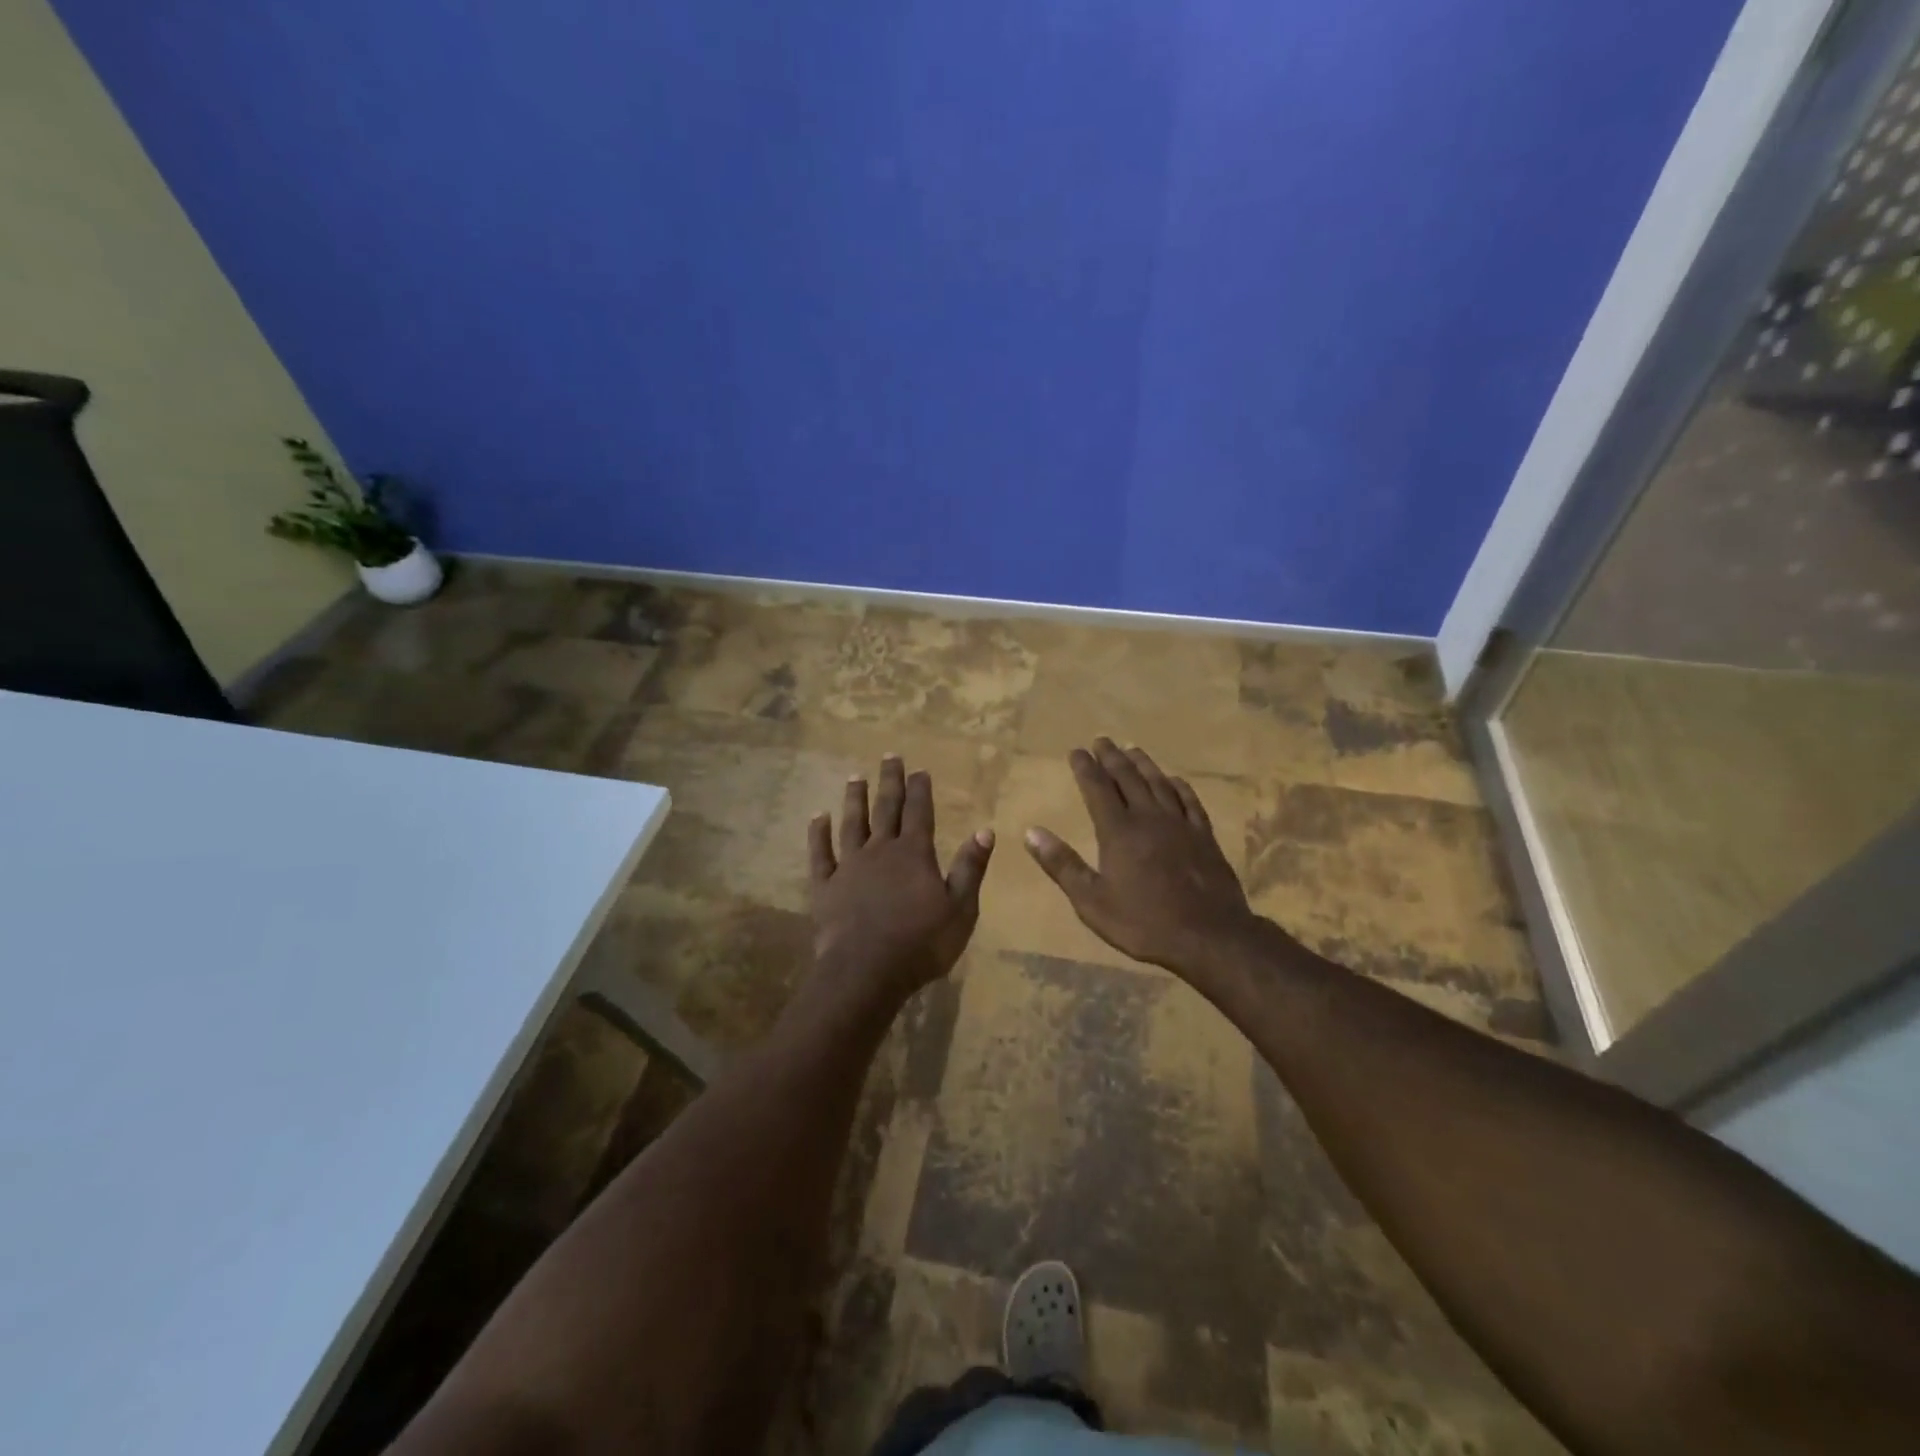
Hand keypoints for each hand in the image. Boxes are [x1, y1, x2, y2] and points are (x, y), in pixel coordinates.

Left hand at [808, 754, 994, 1001]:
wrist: (866, 972)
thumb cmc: (921, 944)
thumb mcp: (960, 909)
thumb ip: (970, 868)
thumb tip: (985, 830)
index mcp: (914, 854)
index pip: (919, 812)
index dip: (920, 790)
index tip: (919, 769)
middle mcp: (880, 851)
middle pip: (886, 808)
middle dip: (890, 782)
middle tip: (889, 756)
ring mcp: (849, 866)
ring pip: (852, 824)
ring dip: (855, 799)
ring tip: (856, 777)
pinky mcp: (825, 886)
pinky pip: (820, 853)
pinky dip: (818, 834)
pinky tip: (818, 817)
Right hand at [1024, 739, 1261, 974]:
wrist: (1209, 937)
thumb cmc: (1144, 923)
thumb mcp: (1091, 901)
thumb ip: (1062, 865)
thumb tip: (1030, 832)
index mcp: (1118, 831)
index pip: (1097, 789)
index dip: (1085, 767)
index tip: (1076, 750)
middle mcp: (1148, 818)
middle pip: (1127, 778)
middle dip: (1111, 757)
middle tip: (1102, 740)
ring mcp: (1180, 824)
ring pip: (1159, 783)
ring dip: (1143, 764)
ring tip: (1132, 749)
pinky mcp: (1204, 836)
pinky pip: (1190, 801)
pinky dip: (1179, 786)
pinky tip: (1175, 780)